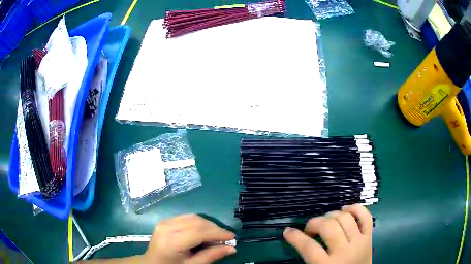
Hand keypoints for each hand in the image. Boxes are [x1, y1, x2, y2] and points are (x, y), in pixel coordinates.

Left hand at [143, 214, 235, 263]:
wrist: (152, 263)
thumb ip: (211, 256)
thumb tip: (232, 248)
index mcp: (171, 242)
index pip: (199, 232)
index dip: (218, 233)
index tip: (232, 237)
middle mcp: (166, 227)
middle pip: (196, 221)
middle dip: (214, 228)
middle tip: (226, 238)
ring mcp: (164, 222)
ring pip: (193, 217)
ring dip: (208, 225)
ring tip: (216, 235)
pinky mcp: (165, 220)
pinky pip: (186, 217)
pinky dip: (199, 223)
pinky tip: (203, 232)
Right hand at [283, 204, 372, 263]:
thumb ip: (308, 257)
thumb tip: (295, 238)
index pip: (309, 247)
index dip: (296, 237)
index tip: (288, 231)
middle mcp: (345, 251)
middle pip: (329, 228)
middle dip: (314, 223)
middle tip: (310, 229)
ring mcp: (360, 242)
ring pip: (345, 218)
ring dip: (332, 215)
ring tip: (326, 221)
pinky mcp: (370, 236)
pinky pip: (365, 216)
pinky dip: (355, 208)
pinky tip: (346, 209)